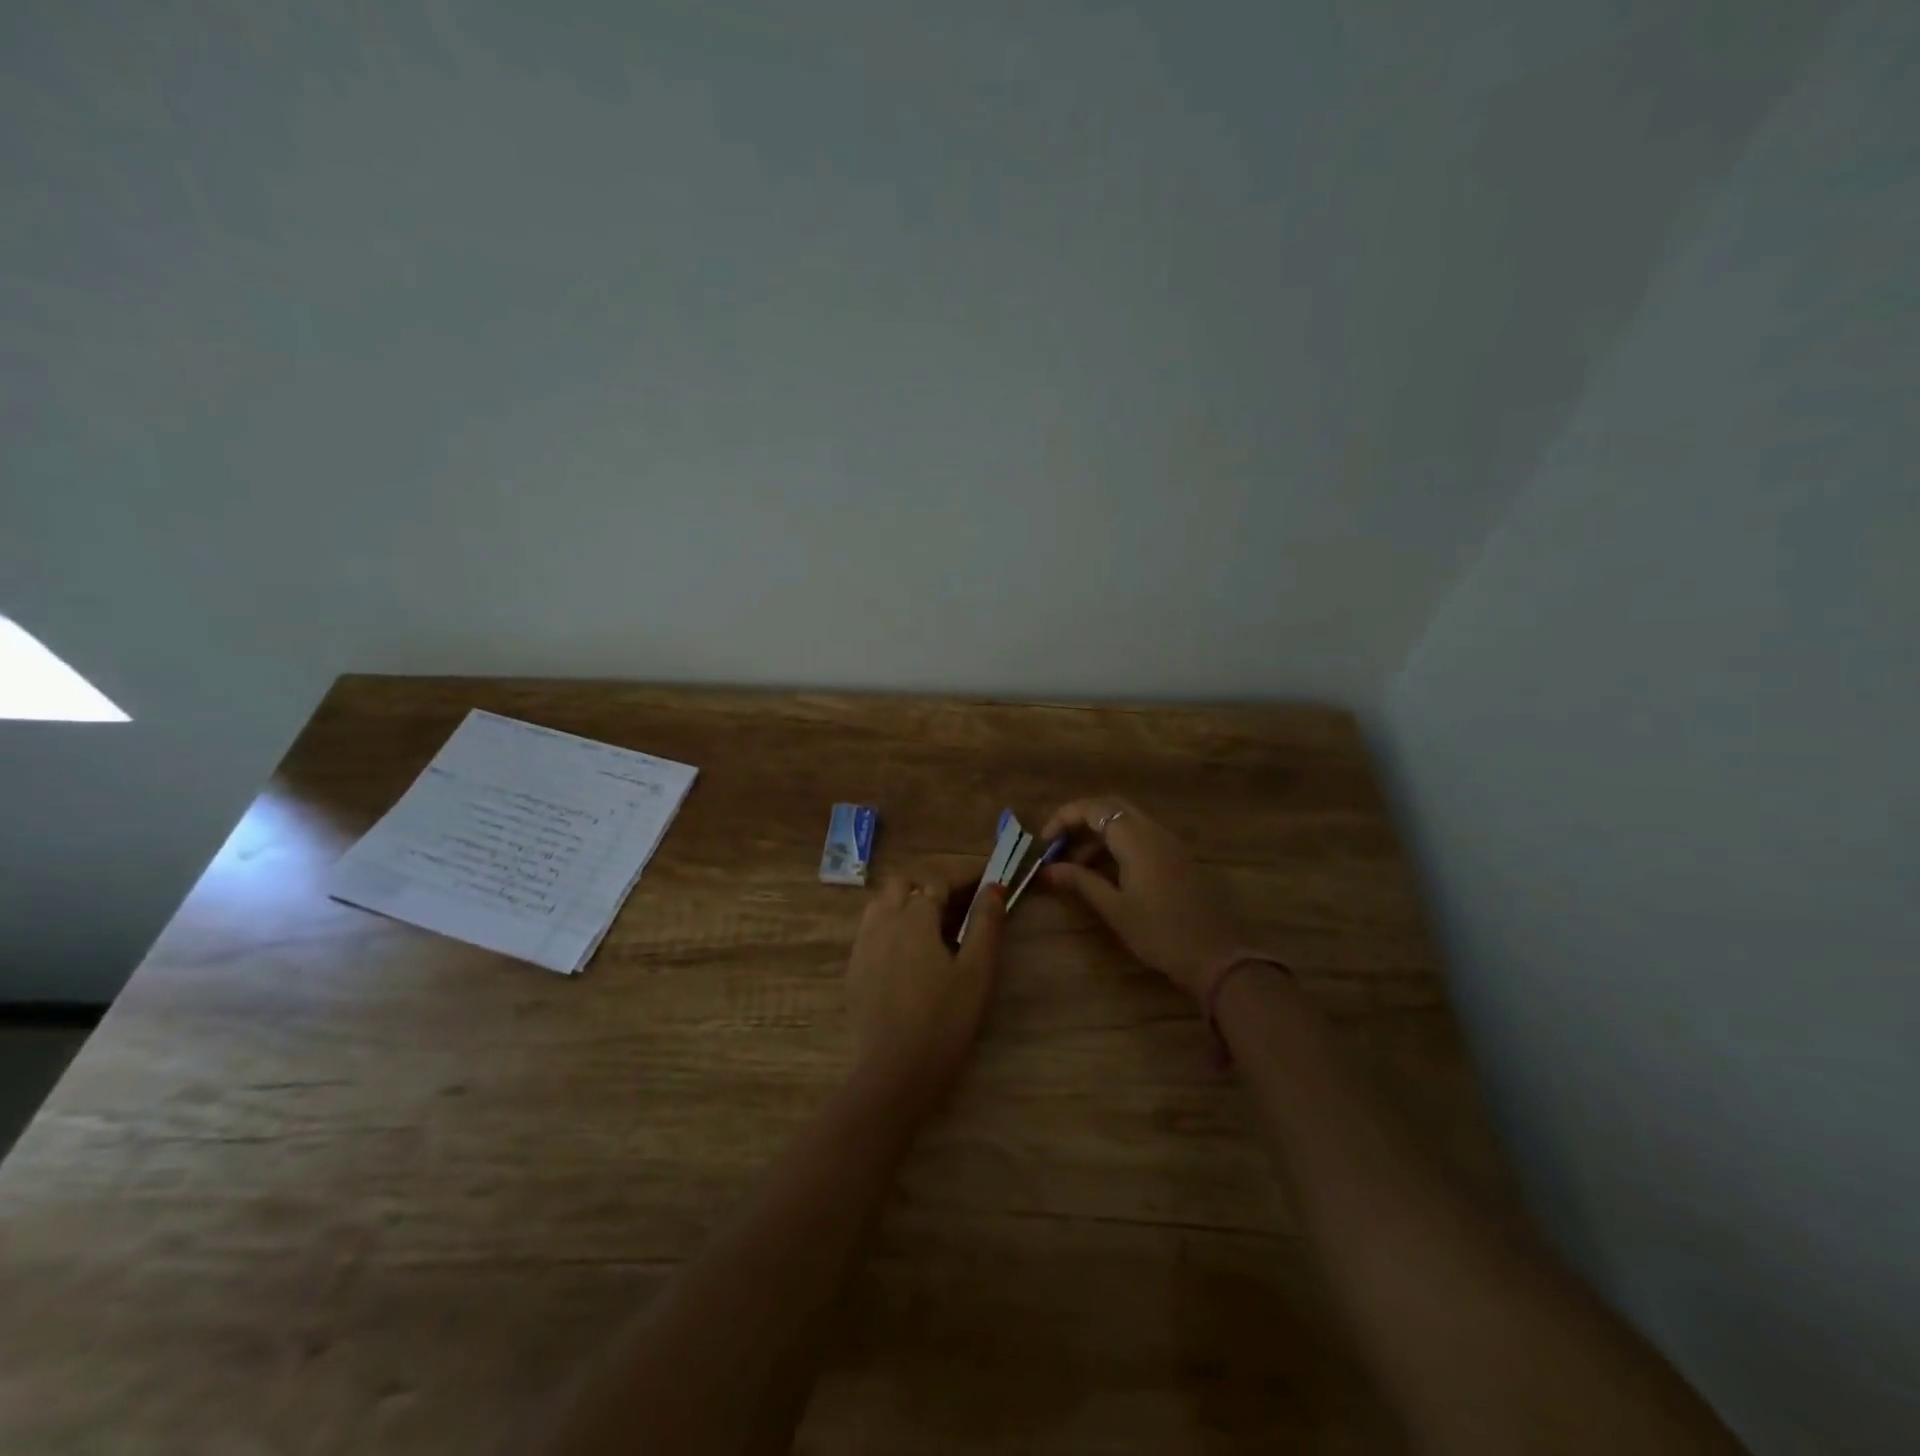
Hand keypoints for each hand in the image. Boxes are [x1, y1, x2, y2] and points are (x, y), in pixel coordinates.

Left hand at [846, 876, 1006, 1117]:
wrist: (895, 1071)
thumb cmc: (944, 1019)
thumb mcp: (976, 971)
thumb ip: (985, 924)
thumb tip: (994, 888)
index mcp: (914, 916)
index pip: (939, 880)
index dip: (965, 875)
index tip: (987, 879)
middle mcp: (883, 920)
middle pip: (903, 883)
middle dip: (931, 884)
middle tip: (959, 903)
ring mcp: (863, 944)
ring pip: (882, 903)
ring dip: (906, 901)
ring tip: (932, 923)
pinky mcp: (854, 967)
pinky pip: (871, 929)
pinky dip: (891, 924)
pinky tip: (908, 951)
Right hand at [1040, 797, 1244, 999]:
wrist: (1215, 956)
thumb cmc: (1159, 933)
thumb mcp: (1114, 908)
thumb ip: (1080, 881)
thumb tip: (1047, 869)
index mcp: (1136, 839)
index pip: (1093, 809)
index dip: (1064, 818)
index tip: (1045, 843)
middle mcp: (1153, 831)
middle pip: (1111, 807)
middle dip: (1080, 821)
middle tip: (1058, 847)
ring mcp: (1169, 843)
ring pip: (1126, 821)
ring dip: (1098, 835)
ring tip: (1076, 867)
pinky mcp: (1177, 857)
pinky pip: (1141, 836)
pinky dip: (1117, 844)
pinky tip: (1105, 873)